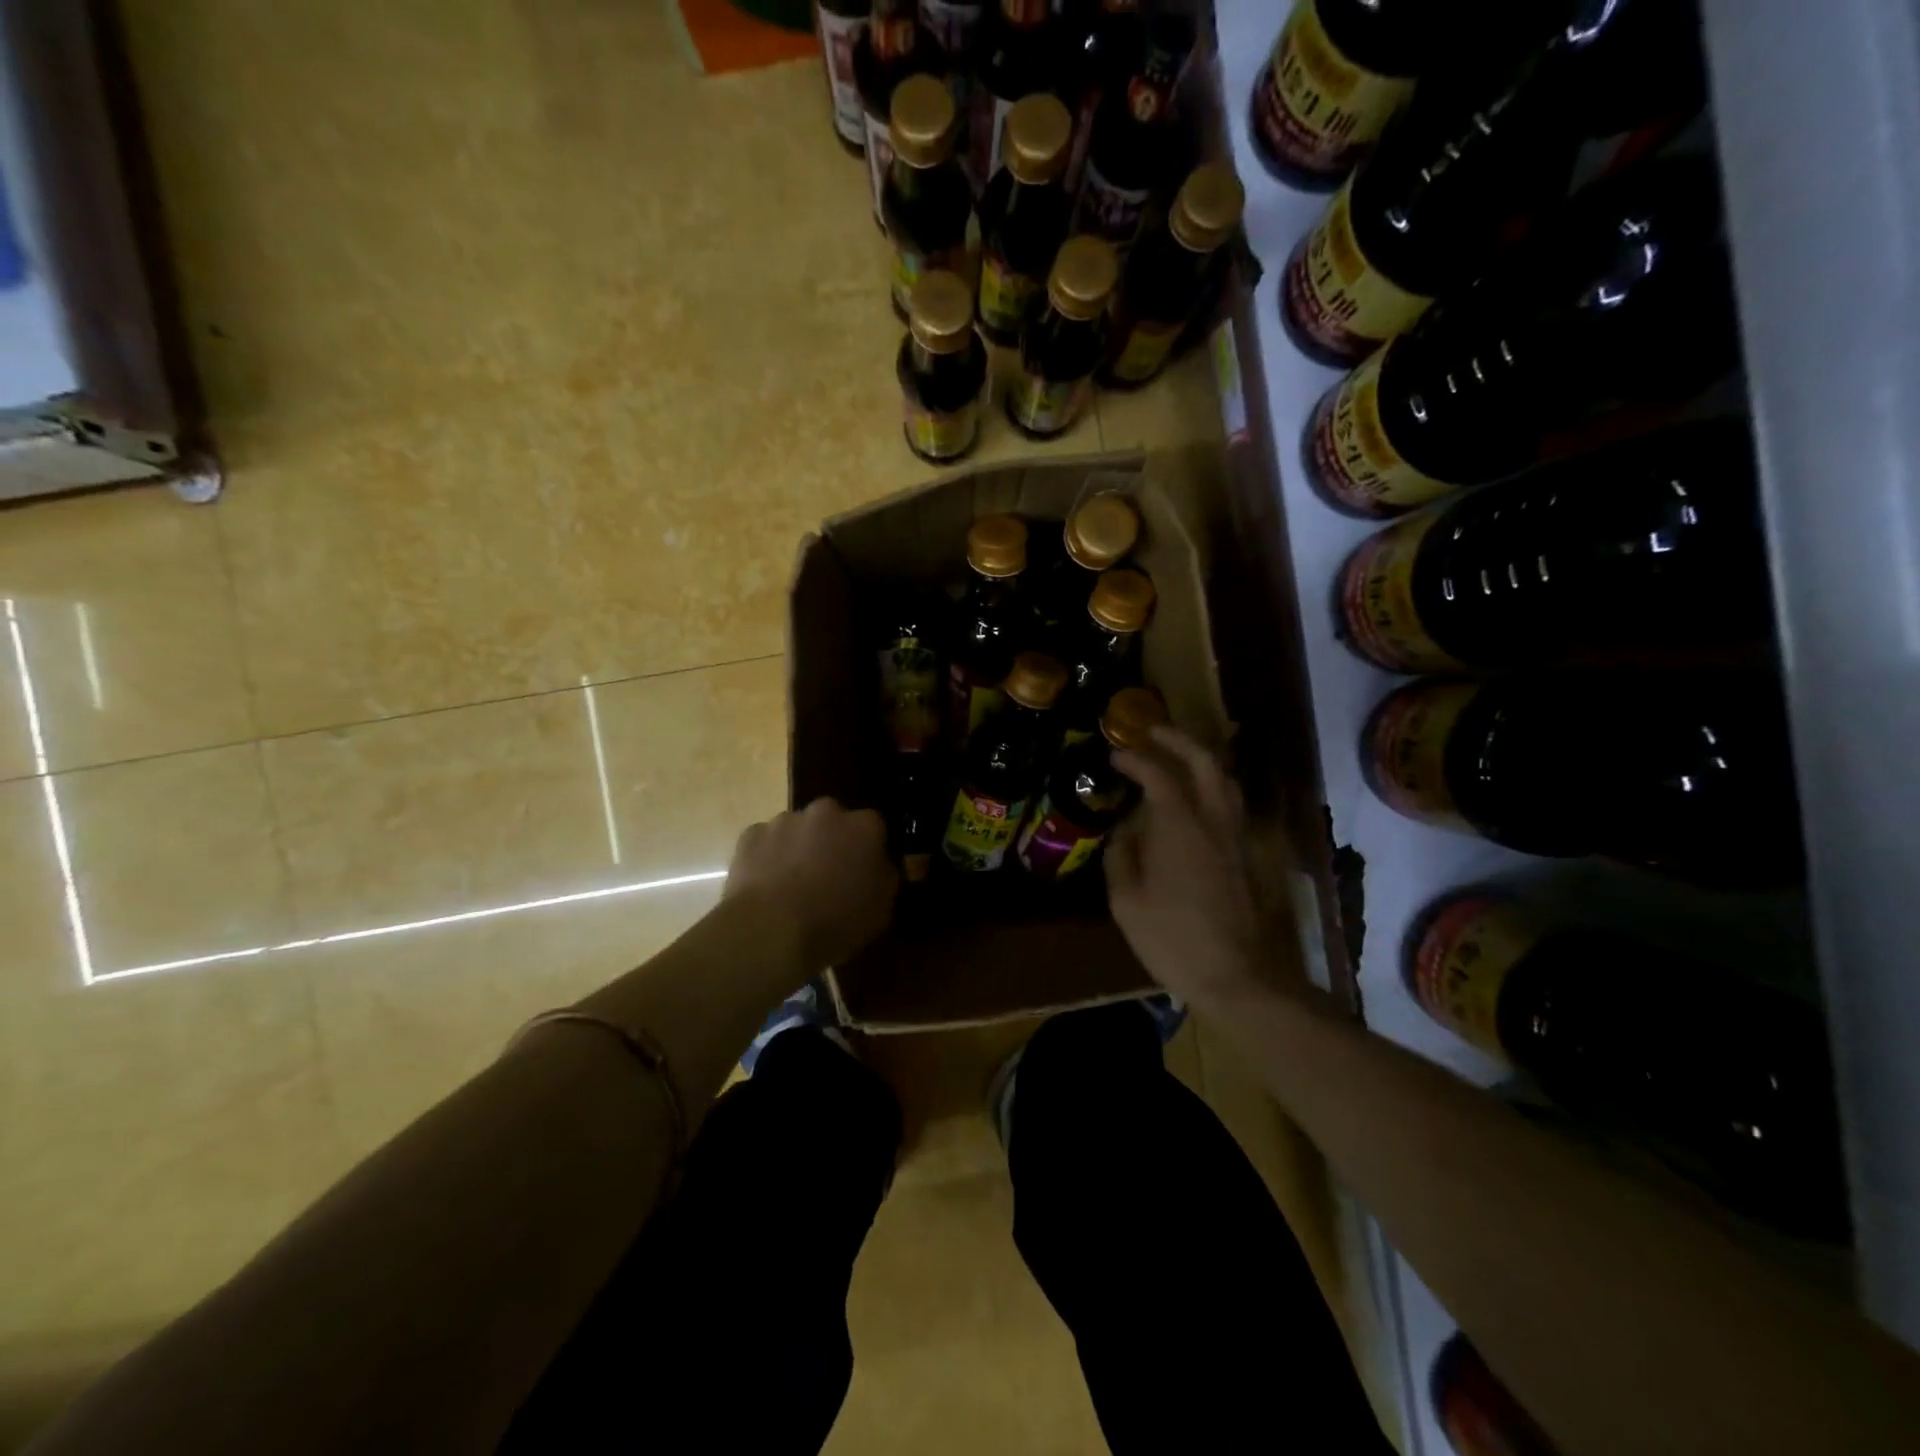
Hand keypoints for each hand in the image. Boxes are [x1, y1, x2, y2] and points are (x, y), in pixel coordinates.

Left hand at [724, 798, 897, 968]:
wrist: (770, 932)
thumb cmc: (835, 922)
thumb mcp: (881, 910)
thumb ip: (885, 878)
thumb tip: (879, 866)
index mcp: (863, 827)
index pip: (874, 827)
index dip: (868, 848)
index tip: (863, 870)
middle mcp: (826, 812)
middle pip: (833, 821)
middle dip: (832, 841)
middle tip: (828, 876)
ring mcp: (784, 820)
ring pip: (797, 830)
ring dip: (799, 848)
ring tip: (792, 885)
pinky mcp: (751, 835)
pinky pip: (765, 842)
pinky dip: (768, 857)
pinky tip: (766, 886)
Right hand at [1108, 727, 1296, 1008]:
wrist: (1241, 979)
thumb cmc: (1174, 940)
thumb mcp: (1127, 902)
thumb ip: (1122, 856)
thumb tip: (1124, 830)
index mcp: (1180, 826)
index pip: (1158, 774)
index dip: (1134, 758)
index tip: (1114, 754)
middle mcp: (1215, 820)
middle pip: (1204, 761)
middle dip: (1177, 739)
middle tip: (1151, 732)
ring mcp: (1239, 837)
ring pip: (1226, 780)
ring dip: (1200, 760)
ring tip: (1176, 760)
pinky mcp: (1252, 856)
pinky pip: (1232, 805)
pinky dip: (1213, 788)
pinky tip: (1196, 803)